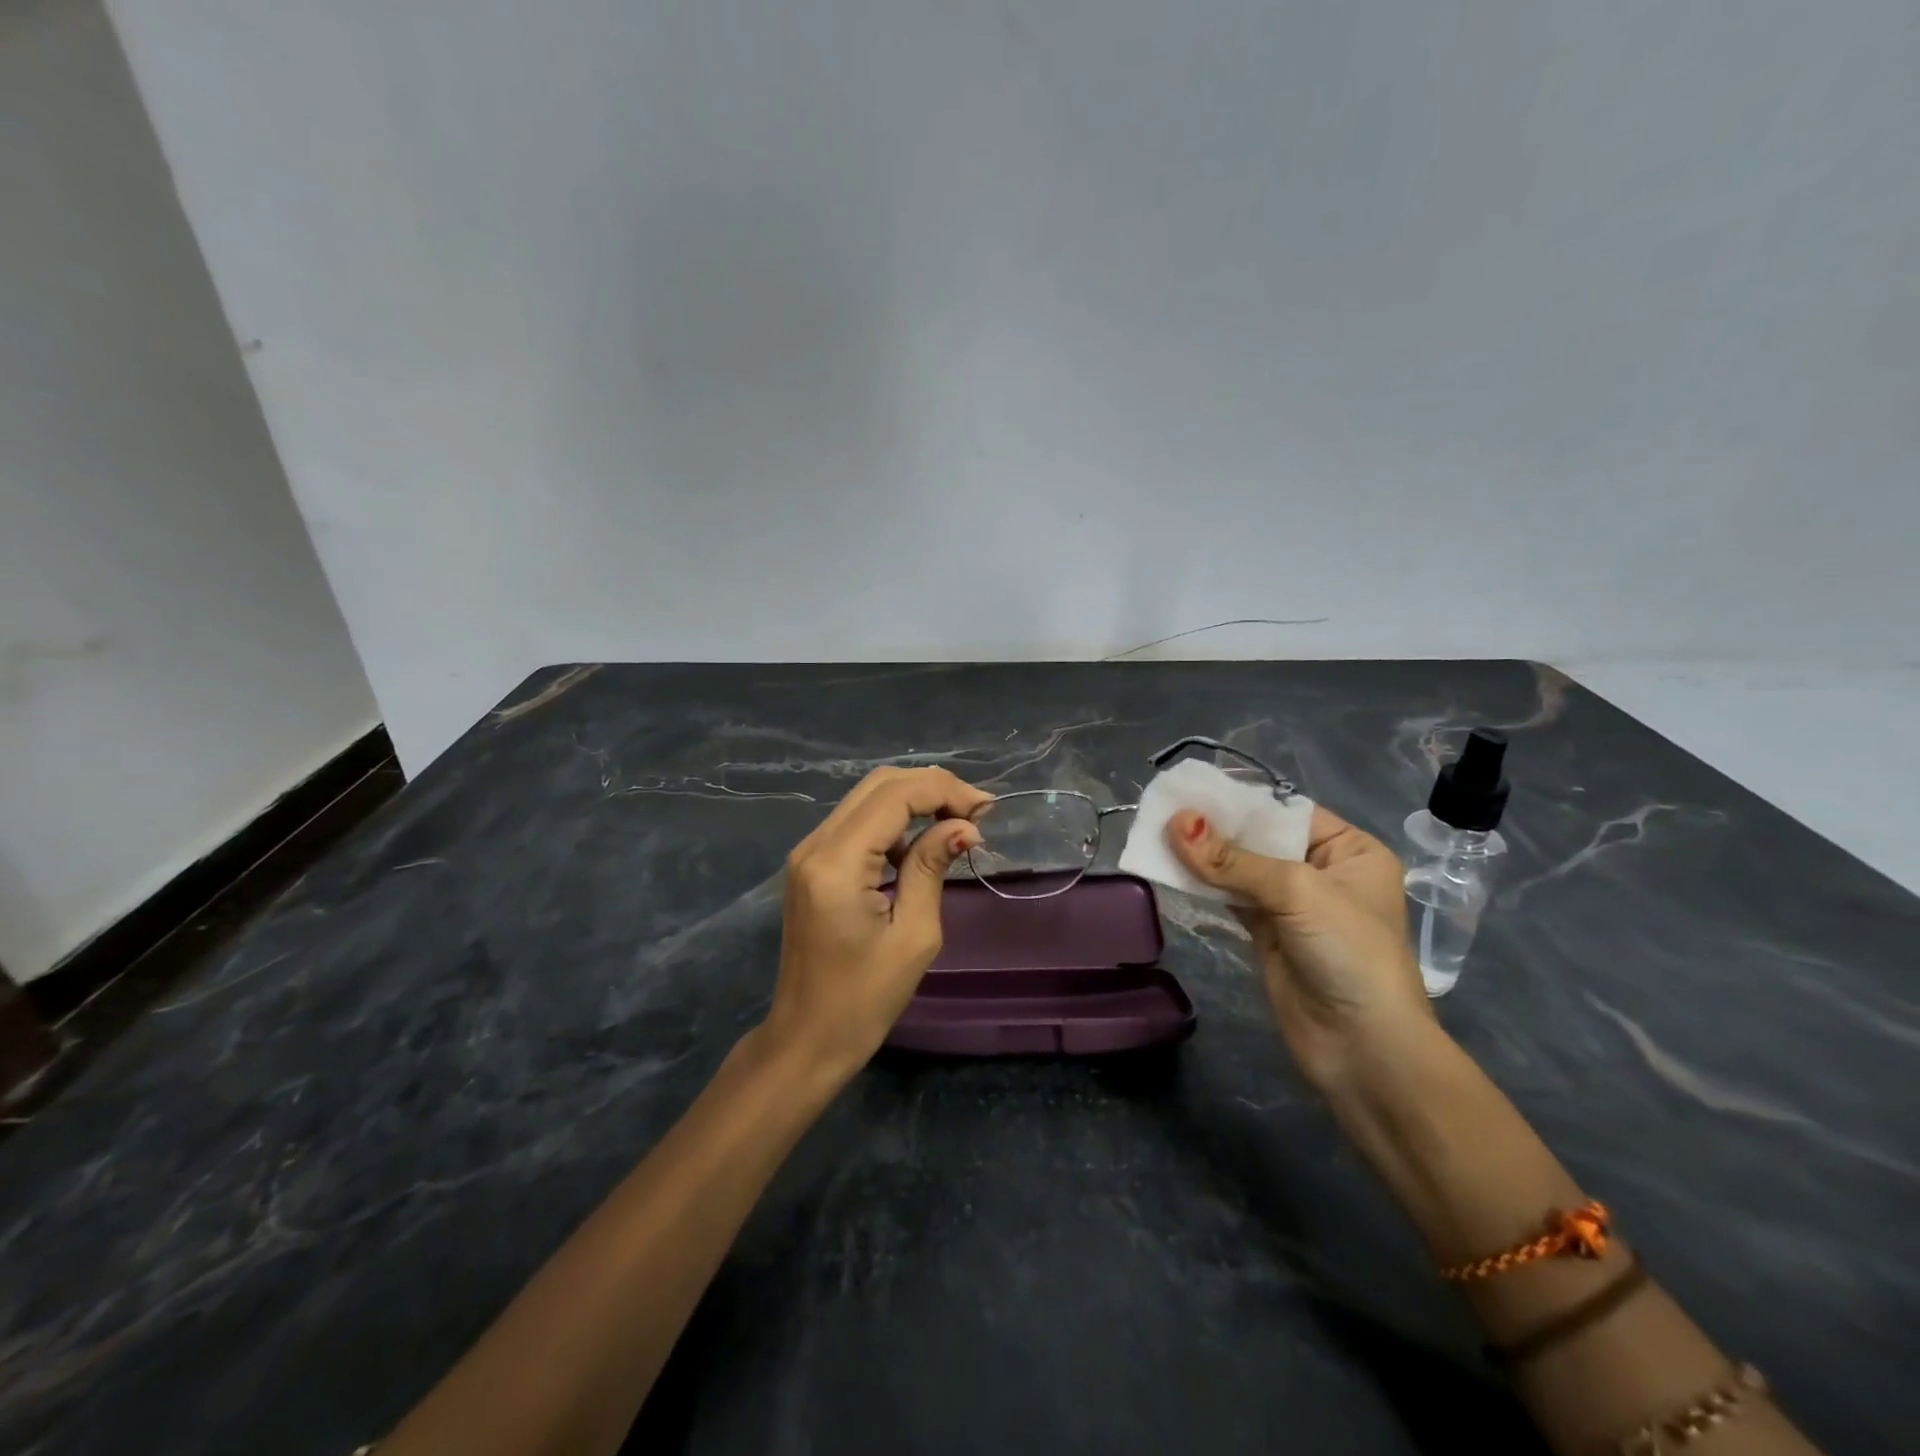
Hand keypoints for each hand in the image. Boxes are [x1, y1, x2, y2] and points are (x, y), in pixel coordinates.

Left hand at [762, 766, 991, 1079]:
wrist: (807, 1038)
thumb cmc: (865, 999)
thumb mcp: (914, 934)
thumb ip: (933, 868)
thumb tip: (964, 827)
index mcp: (837, 863)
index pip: (894, 796)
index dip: (944, 791)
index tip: (986, 810)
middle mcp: (815, 845)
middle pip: (878, 784)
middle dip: (931, 788)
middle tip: (975, 812)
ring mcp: (808, 853)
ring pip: (866, 798)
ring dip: (914, 800)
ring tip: (956, 823)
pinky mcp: (811, 865)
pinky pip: (856, 822)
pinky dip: (893, 822)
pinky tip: (920, 845)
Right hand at [1165, 805, 1432, 1093]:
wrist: (1364, 1050)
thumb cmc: (1348, 954)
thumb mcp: (1296, 893)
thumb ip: (1233, 859)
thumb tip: (1176, 822)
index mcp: (1350, 851)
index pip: (1287, 811)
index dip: (1239, 801)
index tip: (1189, 788)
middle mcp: (1323, 872)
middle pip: (1260, 839)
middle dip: (1216, 827)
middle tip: (1164, 808)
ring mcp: (1294, 905)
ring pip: (1241, 868)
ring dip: (1205, 856)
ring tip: (1158, 832)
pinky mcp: (1268, 934)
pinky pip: (1231, 897)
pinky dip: (1205, 884)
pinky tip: (1173, 868)